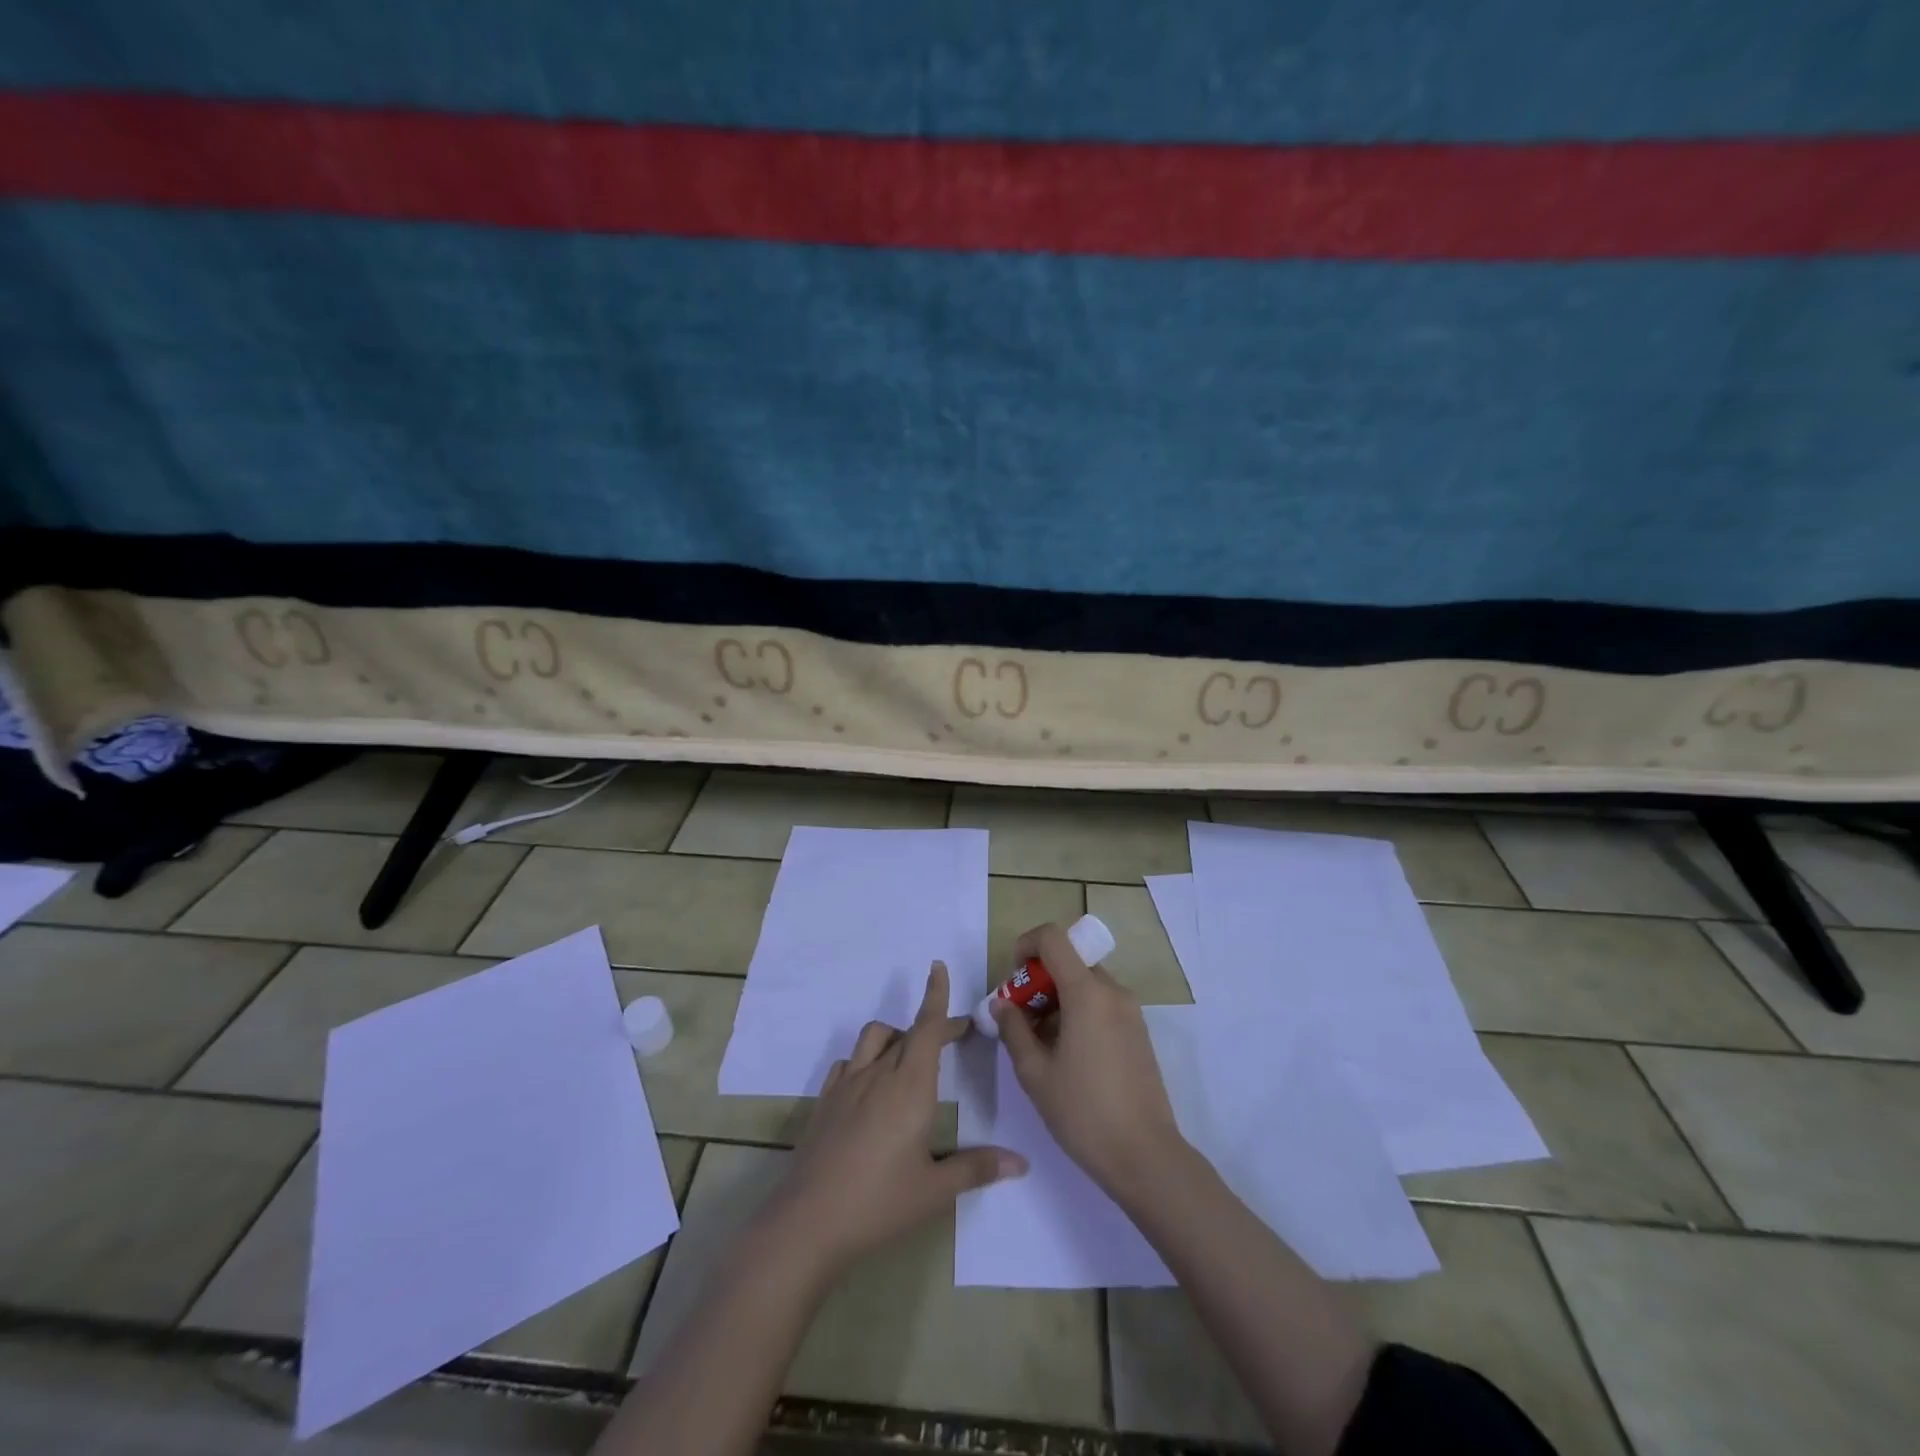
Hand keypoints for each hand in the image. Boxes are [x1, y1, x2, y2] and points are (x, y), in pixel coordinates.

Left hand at [758, 962, 1027, 1278]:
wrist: (808, 1222)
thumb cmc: (880, 1203)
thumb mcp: (935, 1190)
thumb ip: (977, 1168)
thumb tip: (1021, 1163)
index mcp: (910, 1087)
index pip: (927, 1027)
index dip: (936, 996)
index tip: (938, 967)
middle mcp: (879, 1074)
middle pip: (908, 1032)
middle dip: (933, 1026)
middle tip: (956, 1036)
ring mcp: (847, 1085)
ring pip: (874, 1038)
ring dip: (895, 1037)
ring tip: (910, 1058)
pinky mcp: (825, 1101)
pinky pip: (848, 1063)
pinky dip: (864, 1061)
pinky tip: (869, 1085)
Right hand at [993, 922, 1185, 1196]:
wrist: (1145, 1156)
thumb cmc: (1083, 1112)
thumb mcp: (1035, 1073)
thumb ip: (1013, 1029)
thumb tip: (1001, 1003)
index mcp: (1087, 992)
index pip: (1054, 938)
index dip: (1026, 945)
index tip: (1012, 978)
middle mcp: (1113, 991)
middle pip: (1069, 961)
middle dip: (1038, 980)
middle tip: (1019, 1019)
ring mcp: (1130, 1011)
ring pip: (1085, 984)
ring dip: (1057, 998)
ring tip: (1040, 1043)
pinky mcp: (1138, 1032)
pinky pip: (1101, 1004)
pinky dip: (1078, 1012)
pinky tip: (1067, 1054)